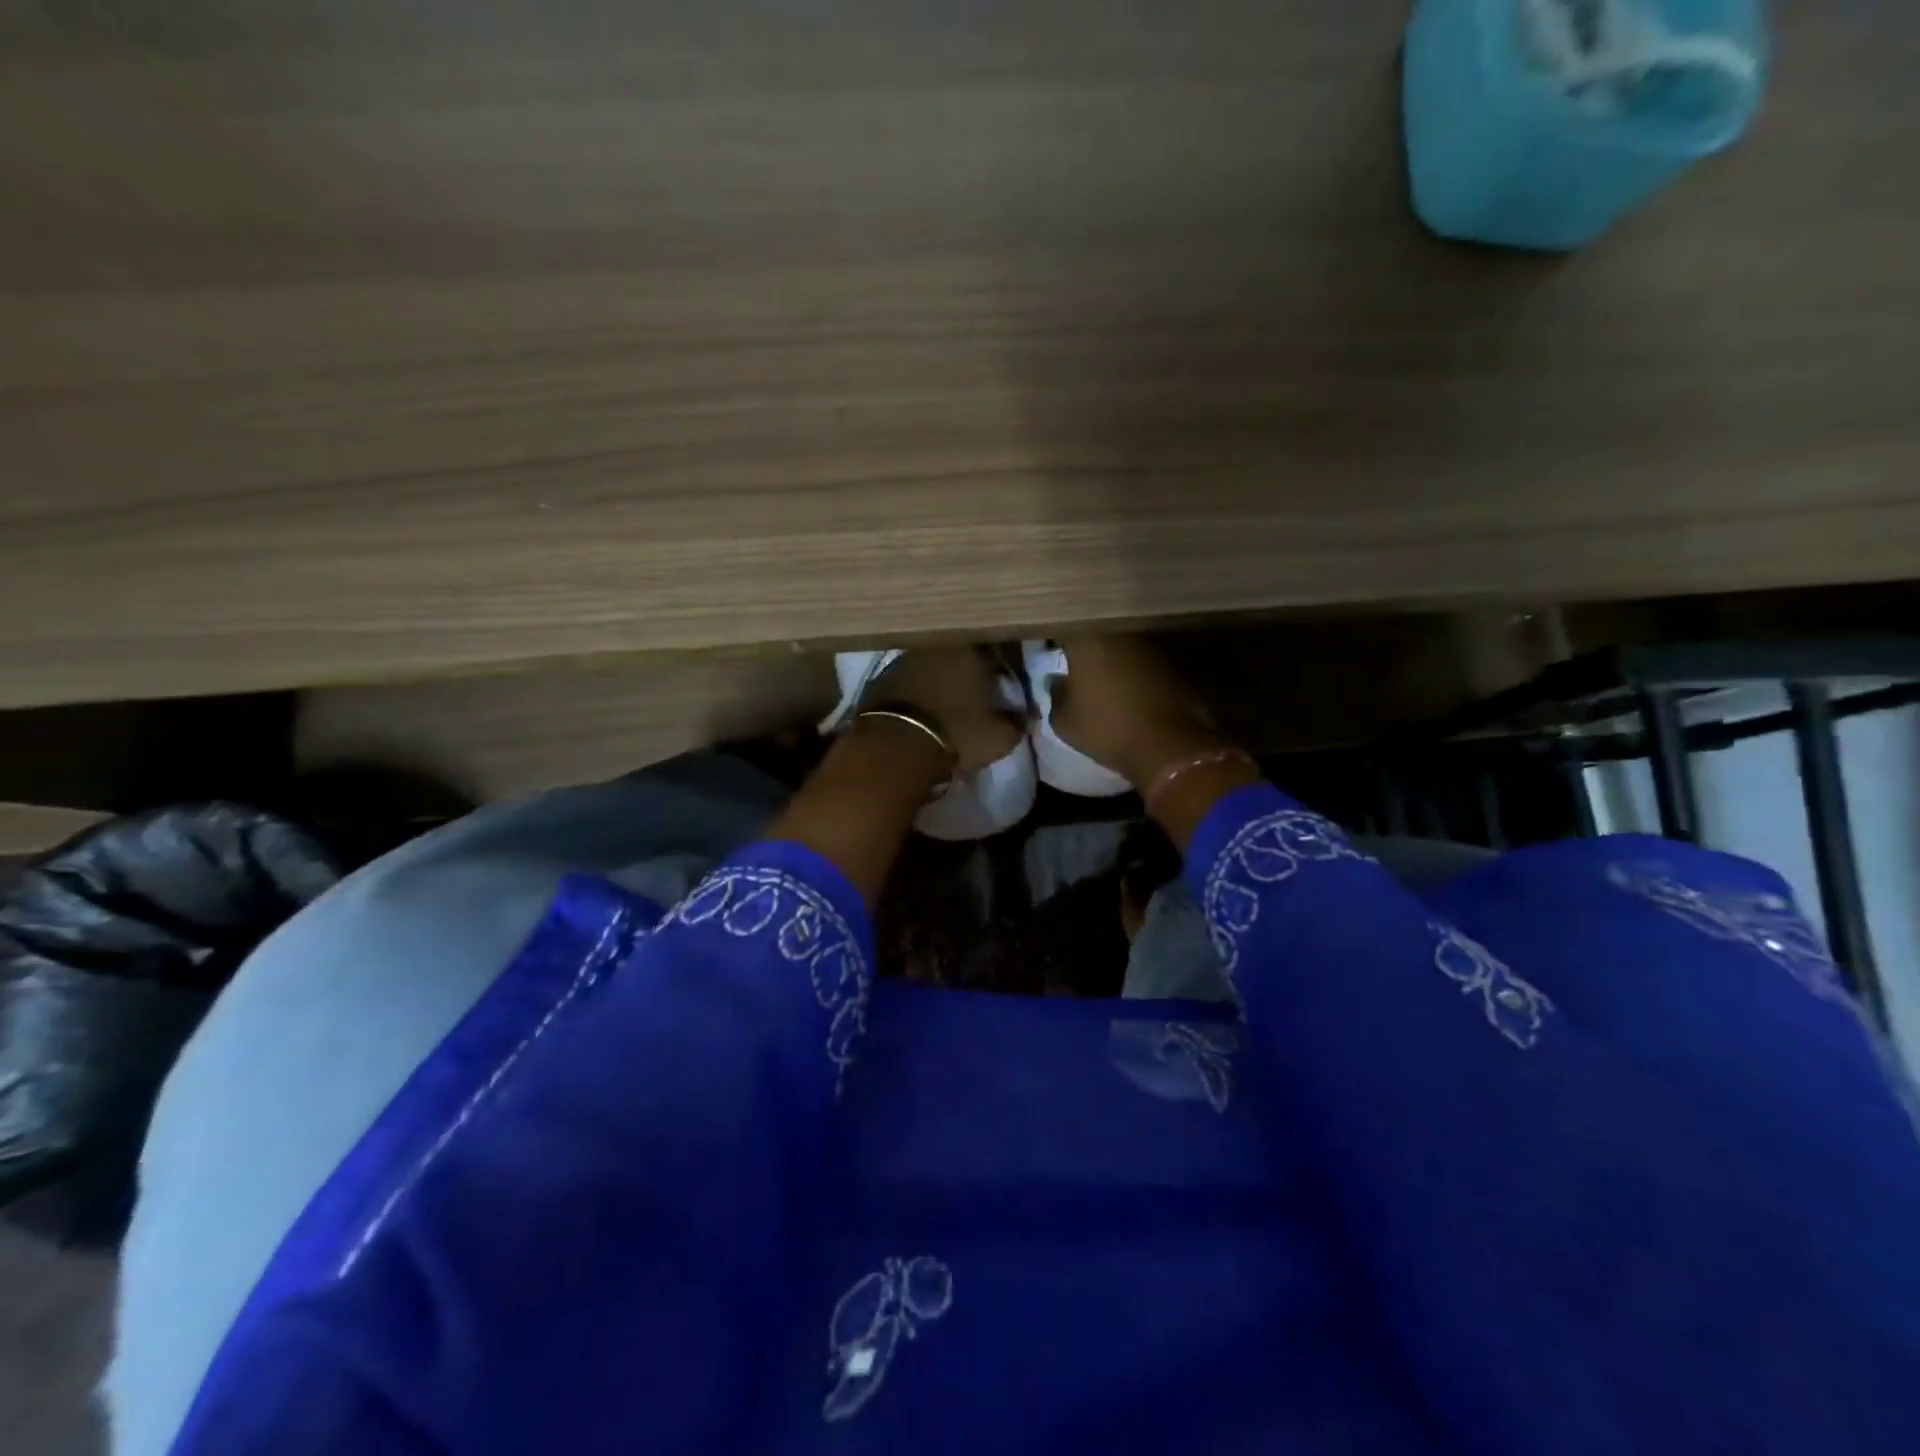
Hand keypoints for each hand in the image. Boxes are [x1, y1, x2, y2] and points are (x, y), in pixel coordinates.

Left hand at [861, 646, 1022, 772]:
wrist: (895, 746)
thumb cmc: (958, 734)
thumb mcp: (1000, 737)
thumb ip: (1017, 722)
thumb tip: (1024, 715)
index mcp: (973, 650)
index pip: (996, 650)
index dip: (1002, 667)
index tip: (1005, 682)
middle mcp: (939, 645)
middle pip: (961, 654)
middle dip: (969, 670)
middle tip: (976, 691)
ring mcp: (907, 658)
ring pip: (933, 664)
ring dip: (941, 678)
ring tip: (948, 702)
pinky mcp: (882, 677)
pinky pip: (910, 680)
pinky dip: (918, 691)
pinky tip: (922, 709)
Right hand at [1046, 634, 1228, 788]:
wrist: (1167, 745)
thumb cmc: (1107, 728)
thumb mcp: (1064, 721)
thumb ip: (1056, 694)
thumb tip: (1057, 681)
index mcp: (1086, 637)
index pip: (1064, 626)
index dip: (1057, 638)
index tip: (1053, 650)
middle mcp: (1119, 628)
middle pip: (1098, 628)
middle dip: (1090, 642)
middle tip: (1082, 662)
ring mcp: (1152, 640)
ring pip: (1126, 639)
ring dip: (1118, 653)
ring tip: (1111, 675)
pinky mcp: (1178, 656)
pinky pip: (1150, 656)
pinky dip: (1142, 666)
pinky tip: (1138, 687)